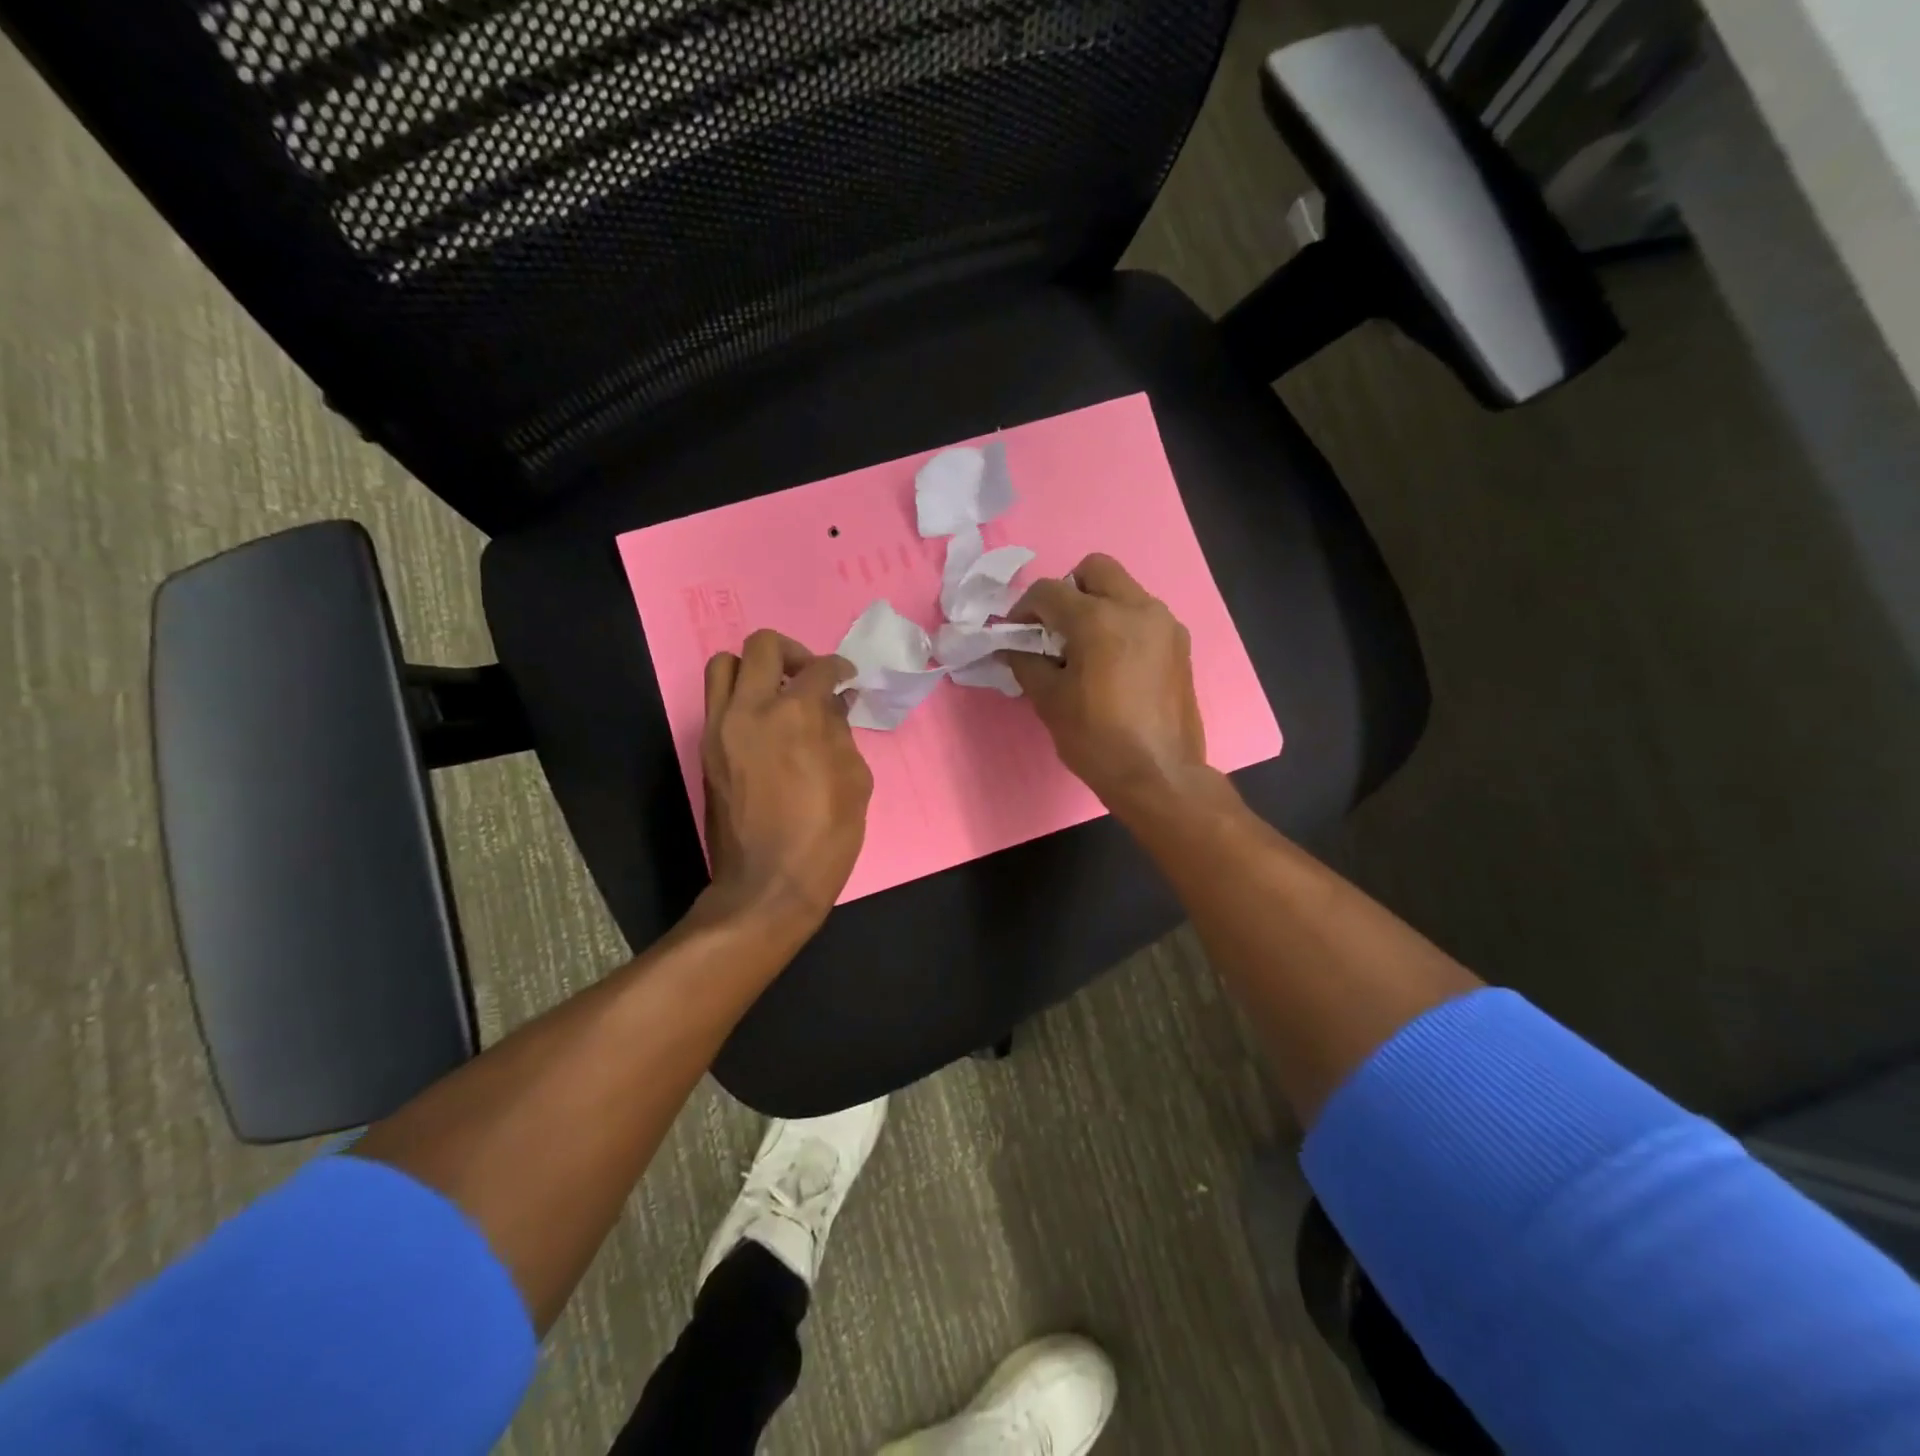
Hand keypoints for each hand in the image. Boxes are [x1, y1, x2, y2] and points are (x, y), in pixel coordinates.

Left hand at [702, 631, 871, 926]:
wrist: (767, 885)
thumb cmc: (825, 836)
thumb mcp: (854, 780)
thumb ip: (841, 732)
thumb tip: (833, 705)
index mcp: (795, 715)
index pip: (817, 668)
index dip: (839, 667)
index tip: (846, 678)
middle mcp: (750, 710)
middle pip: (760, 646)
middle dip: (791, 652)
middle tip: (809, 677)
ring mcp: (720, 729)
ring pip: (723, 665)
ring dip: (754, 669)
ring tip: (778, 694)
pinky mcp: (705, 750)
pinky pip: (717, 702)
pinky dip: (740, 698)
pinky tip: (765, 726)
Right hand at [1006, 553, 1207, 812]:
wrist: (1159, 775)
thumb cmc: (1097, 740)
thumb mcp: (1050, 701)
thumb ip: (1026, 663)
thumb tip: (1012, 647)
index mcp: (1099, 620)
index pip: (1049, 592)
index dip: (1024, 608)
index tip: (1015, 633)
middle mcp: (1137, 608)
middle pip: (1095, 569)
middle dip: (1067, 591)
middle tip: (1055, 628)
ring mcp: (1164, 623)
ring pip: (1124, 589)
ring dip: (1098, 605)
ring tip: (1084, 648)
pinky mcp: (1179, 644)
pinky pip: (1143, 615)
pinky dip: (1122, 624)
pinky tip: (1113, 663)